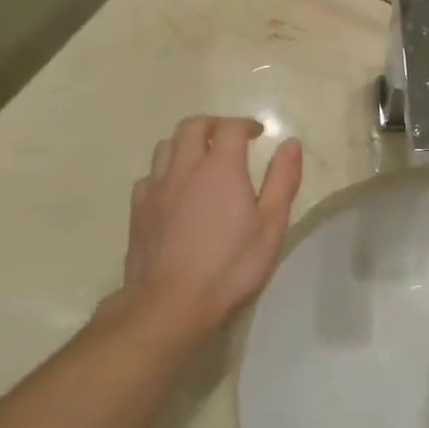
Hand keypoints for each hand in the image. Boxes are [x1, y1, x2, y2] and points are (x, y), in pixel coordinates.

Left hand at [122, 116, 302, 334]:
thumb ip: (282, 180)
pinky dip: (165, 171)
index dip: (245, 125)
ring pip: (166, 146)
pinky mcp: (138, 209)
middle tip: (229, 139)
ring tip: (201, 160)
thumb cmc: (230, 266)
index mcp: (220, 168)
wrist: (171, 302)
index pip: (230, 128)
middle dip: (213, 125)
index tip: (257, 133)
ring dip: (186, 144)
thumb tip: (290, 144)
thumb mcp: (270, 226)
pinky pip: (150, 175)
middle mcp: (184, 168)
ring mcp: (156, 187)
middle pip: (192, 126)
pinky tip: (174, 190)